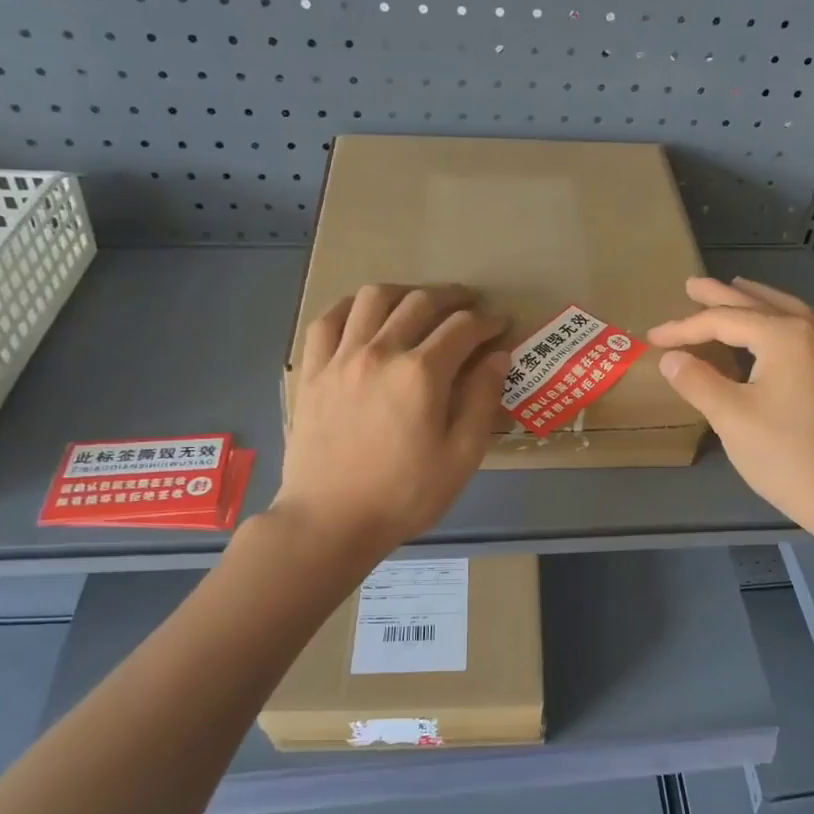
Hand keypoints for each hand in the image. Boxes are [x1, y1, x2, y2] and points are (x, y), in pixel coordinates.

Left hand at [275, 284, 508, 553]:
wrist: (330, 521)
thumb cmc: (404, 495)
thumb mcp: (461, 456)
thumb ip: (482, 400)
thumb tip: (498, 356)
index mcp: (421, 374)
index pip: (463, 328)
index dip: (488, 322)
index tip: (500, 325)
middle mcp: (381, 351)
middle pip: (420, 303)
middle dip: (453, 298)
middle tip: (469, 305)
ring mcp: (340, 358)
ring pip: (373, 298)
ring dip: (404, 292)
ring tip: (418, 302)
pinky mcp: (312, 371)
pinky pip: (327, 320)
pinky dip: (350, 307)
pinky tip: (362, 314)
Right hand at [646, 277, 813, 541]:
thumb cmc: (785, 453)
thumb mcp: (730, 416)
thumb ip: (697, 380)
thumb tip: (670, 358)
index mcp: (784, 336)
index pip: (723, 321)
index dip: (684, 328)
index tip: (652, 337)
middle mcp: (809, 333)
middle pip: (757, 304)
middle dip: (721, 296)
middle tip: (692, 285)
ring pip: (784, 313)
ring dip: (754, 301)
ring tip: (733, 290)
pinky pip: (797, 332)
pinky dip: (772, 322)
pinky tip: (763, 334)